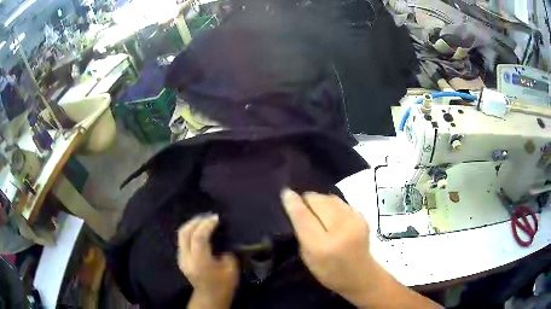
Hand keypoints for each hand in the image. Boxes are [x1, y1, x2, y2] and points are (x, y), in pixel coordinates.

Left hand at [177, 214, 238, 307]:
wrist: (210, 297)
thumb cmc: (224, 284)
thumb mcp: (231, 268)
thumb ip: (225, 251)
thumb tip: (220, 238)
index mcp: (200, 262)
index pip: (198, 237)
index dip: (207, 224)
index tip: (217, 218)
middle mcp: (187, 258)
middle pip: (185, 232)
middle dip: (197, 221)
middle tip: (209, 216)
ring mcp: (181, 258)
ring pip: (181, 234)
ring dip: (192, 224)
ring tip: (204, 219)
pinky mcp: (180, 258)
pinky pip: (182, 239)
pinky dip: (190, 231)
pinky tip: (199, 229)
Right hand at [281, 189, 374, 304]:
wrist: (361, 275)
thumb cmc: (330, 272)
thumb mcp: (308, 258)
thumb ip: (302, 233)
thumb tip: (296, 208)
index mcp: (322, 245)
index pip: (303, 216)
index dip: (293, 202)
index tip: (285, 192)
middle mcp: (340, 229)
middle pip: (317, 201)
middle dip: (307, 200)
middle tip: (302, 207)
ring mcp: (354, 220)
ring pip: (329, 198)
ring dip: (319, 200)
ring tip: (315, 209)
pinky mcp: (362, 216)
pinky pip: (340, 202)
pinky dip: (331, 204)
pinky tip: (330, 214)